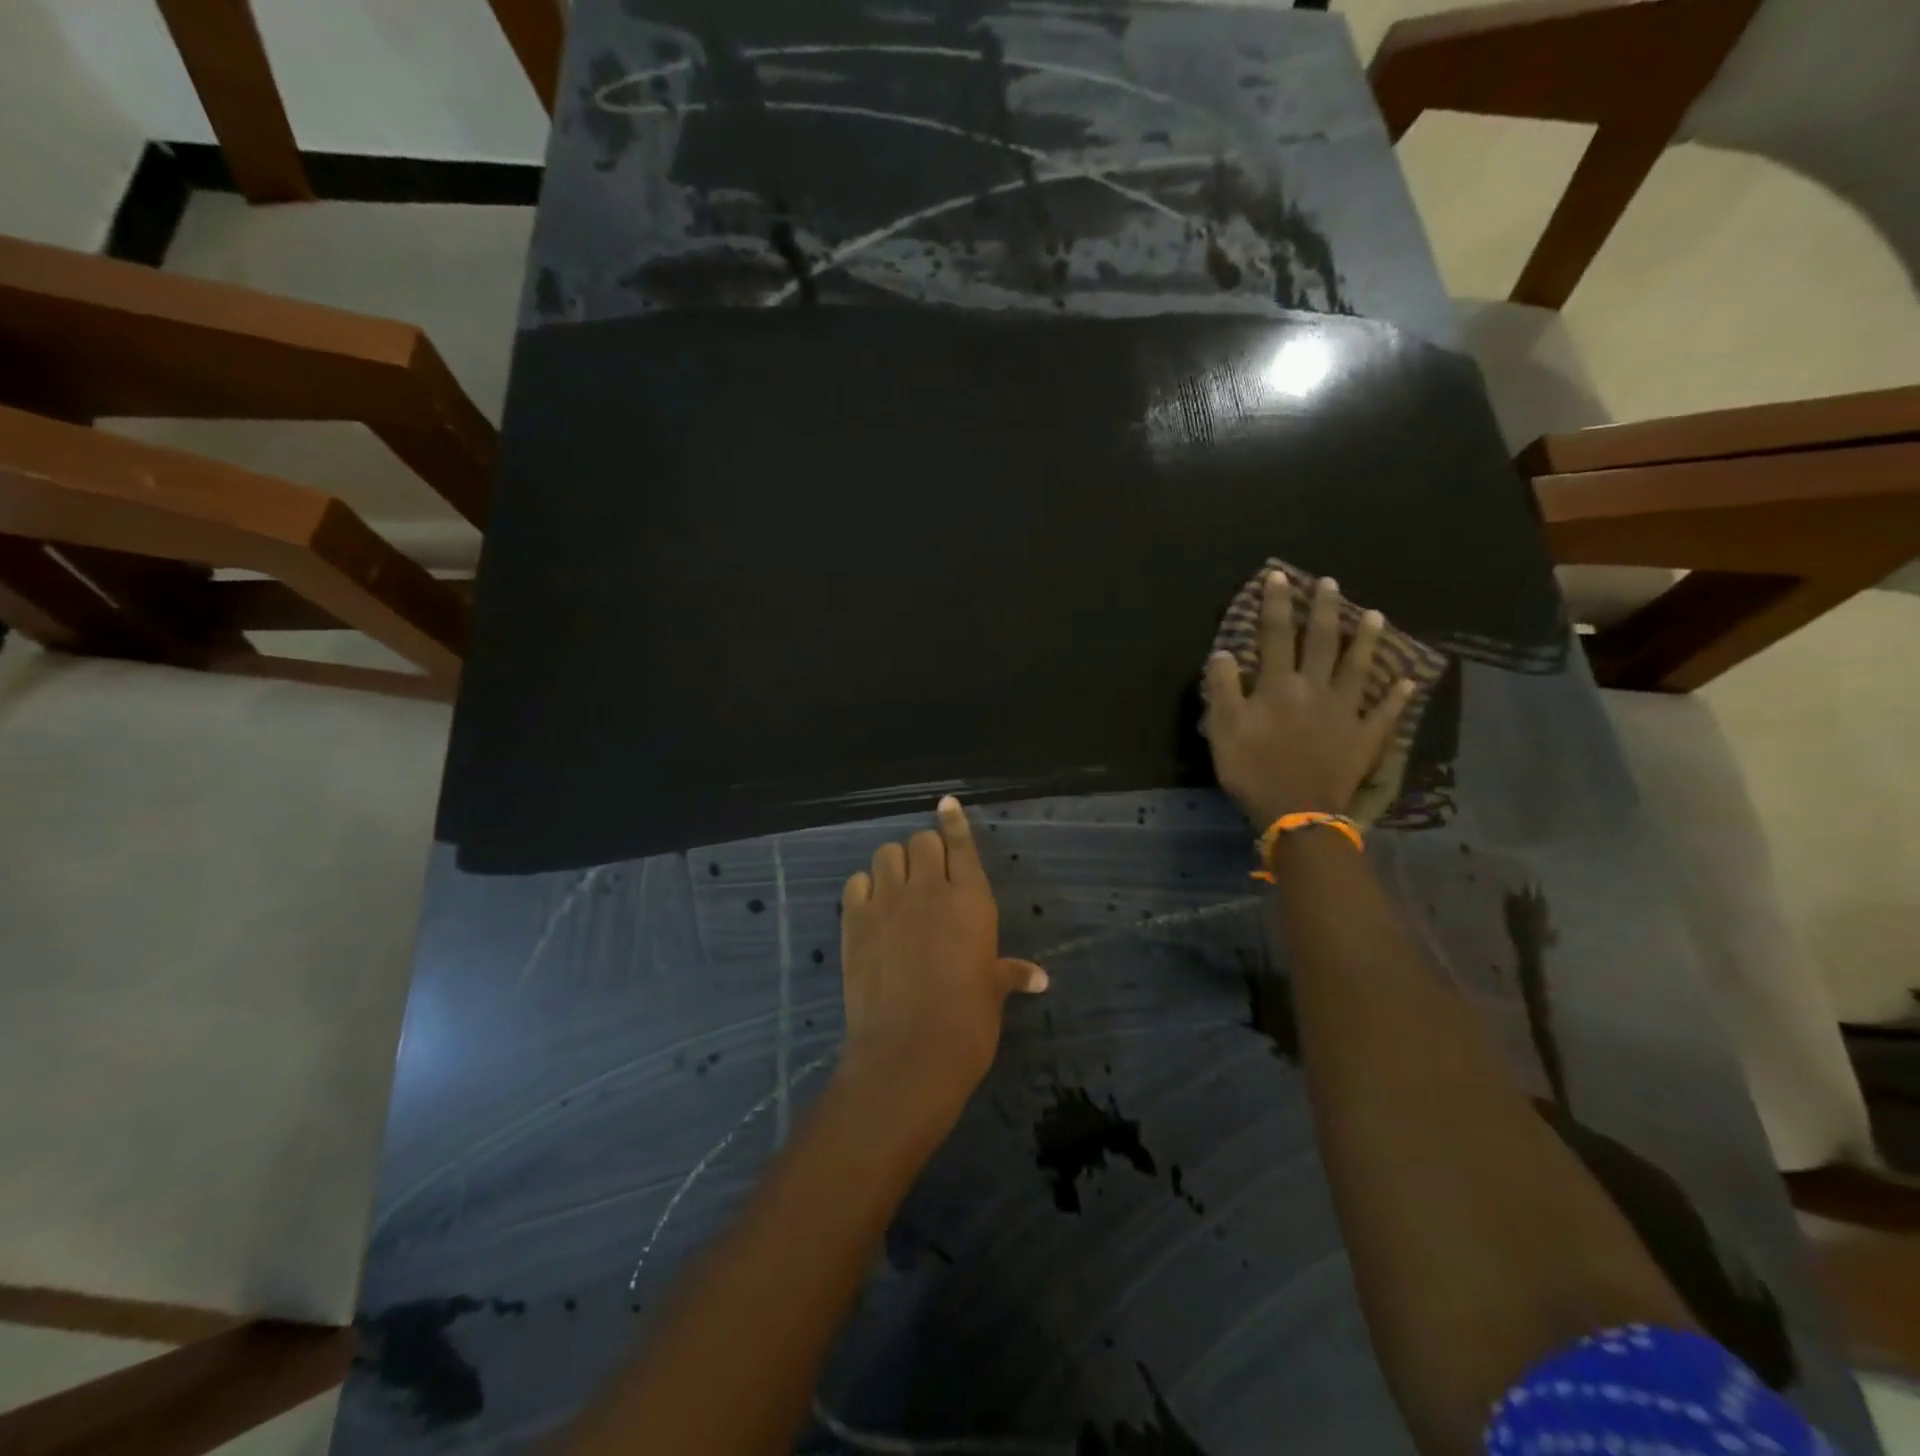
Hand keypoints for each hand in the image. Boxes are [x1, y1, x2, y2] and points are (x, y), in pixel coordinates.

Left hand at [838, 796, 1048, 1126]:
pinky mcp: (855, 920)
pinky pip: (856, 882)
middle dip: (926, 851)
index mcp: (971, 900)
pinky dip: (864, 888)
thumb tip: (1040, 978)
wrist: (908, 1054)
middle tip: (927, 875)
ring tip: (898, 887)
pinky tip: (870, 907)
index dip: (954, 820)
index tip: (946, 803)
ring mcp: (889, 901)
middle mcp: (930, 889)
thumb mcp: (992, 993)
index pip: (961, 844)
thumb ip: (1011, 973)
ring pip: (887, 853)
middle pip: (923, 842)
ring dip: (894, 864)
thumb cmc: (967, 1024)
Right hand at [1203, 572, 1414, 828]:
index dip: (1276, 605)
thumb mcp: (1224, 729)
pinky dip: (1397, 697)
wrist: (1296, 811)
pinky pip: (1385, 714)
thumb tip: (1225, 652)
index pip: (1275, 636)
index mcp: (1278, 686)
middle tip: (1331, 583)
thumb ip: (1223, 689)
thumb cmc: (1253, 769)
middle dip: (1324, 610)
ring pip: (1358, 669)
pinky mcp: (1364, 738)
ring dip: (1366, 641)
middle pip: (1321, 643)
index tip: (1279, 577)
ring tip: (1376, 615)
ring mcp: (1345, 712)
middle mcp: (1315, 689)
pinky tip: (1408, 681)